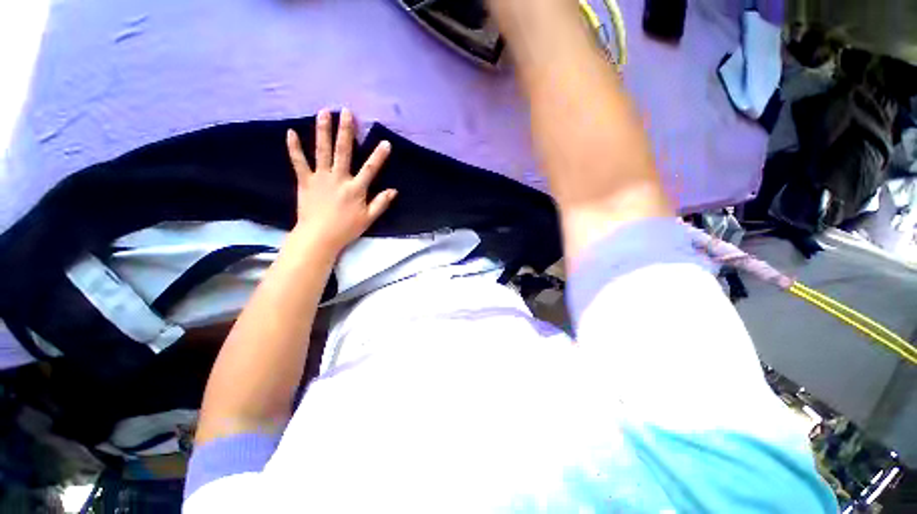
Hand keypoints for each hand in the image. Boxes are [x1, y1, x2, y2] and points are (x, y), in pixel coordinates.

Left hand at [286, 108, 397, 253]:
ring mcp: (320, 178)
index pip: (370, 169)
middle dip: (346, 131)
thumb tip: (394, 191)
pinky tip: (291, 132)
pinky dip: (294, 148)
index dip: (379, 156)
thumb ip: (381, 203)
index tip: (385, 142)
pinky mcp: (305, 181)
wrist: (318, 237)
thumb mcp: (368, 219)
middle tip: (347, 112)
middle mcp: (338, 178)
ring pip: (322, 151)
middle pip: (343, 152)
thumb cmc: (346, 228)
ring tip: (324, 112)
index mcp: (356, 189)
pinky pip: (299, 162)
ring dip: (323, 131)